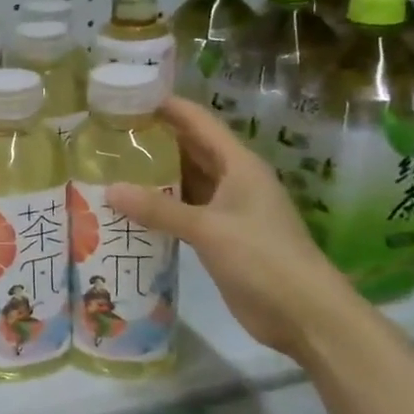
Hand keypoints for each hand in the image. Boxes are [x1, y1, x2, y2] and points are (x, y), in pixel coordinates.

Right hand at [106, 98, 363, 358]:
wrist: (305, 315)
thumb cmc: (263, 258)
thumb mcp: (208, 229)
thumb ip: (158, 209)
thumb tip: (110, 190)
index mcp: (239, 165)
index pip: (198, 121)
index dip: (166, 106)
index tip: (127, 97)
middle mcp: (234, 180)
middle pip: (190, 148)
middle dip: (154, 140)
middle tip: (109, 134)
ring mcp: (229, 209)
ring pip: (186, 181)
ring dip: (155, 175)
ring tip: (111, 166)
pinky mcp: (222, 237)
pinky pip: (185, 211)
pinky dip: (161, 207)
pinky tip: (130, 209)